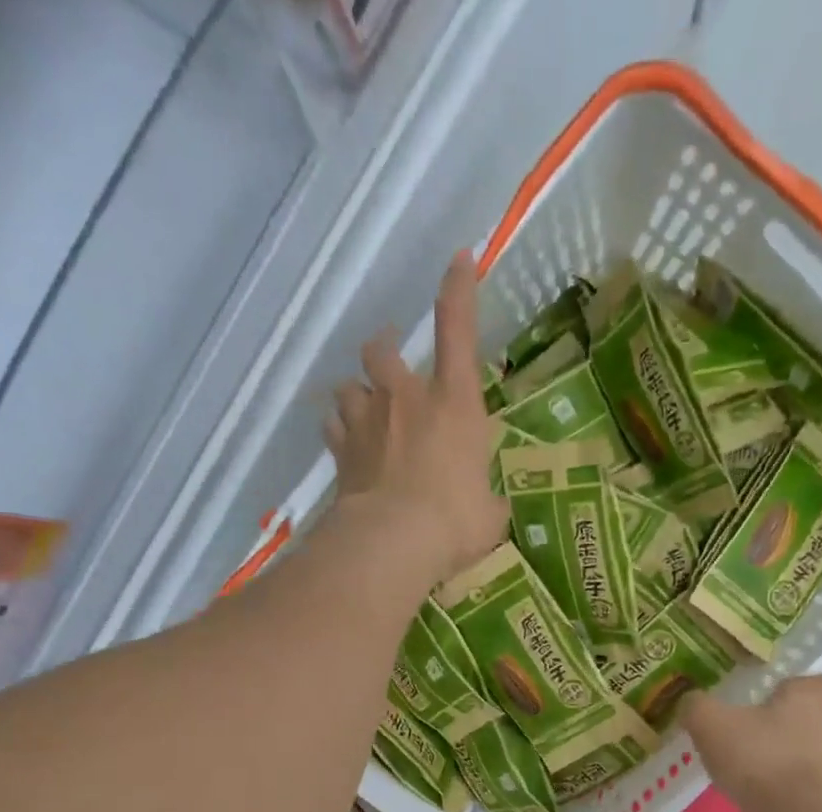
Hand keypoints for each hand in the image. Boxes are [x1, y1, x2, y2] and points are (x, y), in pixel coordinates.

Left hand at [323, 250, 509, 581]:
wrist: (395, 541)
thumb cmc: (455, 521)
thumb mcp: (489, 512)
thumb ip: (486, 498)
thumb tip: (488, 507)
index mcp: (454, 402)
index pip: (457, 329)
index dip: (459, 290)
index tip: (459, 259)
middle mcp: (406, 398)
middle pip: (381, 350)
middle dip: (383, 352)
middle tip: (389, 367)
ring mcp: (367, 422)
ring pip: (348, 386)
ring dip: (356, 395)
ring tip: (364, 413)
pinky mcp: (340, 452)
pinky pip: (332, 428)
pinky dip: (339, 432)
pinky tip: (346, 446)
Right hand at [680, 674, 821, 811]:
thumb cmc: (759, 756)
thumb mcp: (711, 722)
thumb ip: (697, 707)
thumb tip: (690, 702)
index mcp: (808, 700)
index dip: (812, 683)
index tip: (788, 688)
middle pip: (810, 719)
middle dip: (782, 722)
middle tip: (748, 723)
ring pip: (800, 753)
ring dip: (775, 755)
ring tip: (739, 761)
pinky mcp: (814, 801)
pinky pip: (791, 785)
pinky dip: (771, 785)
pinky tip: (743, 789)